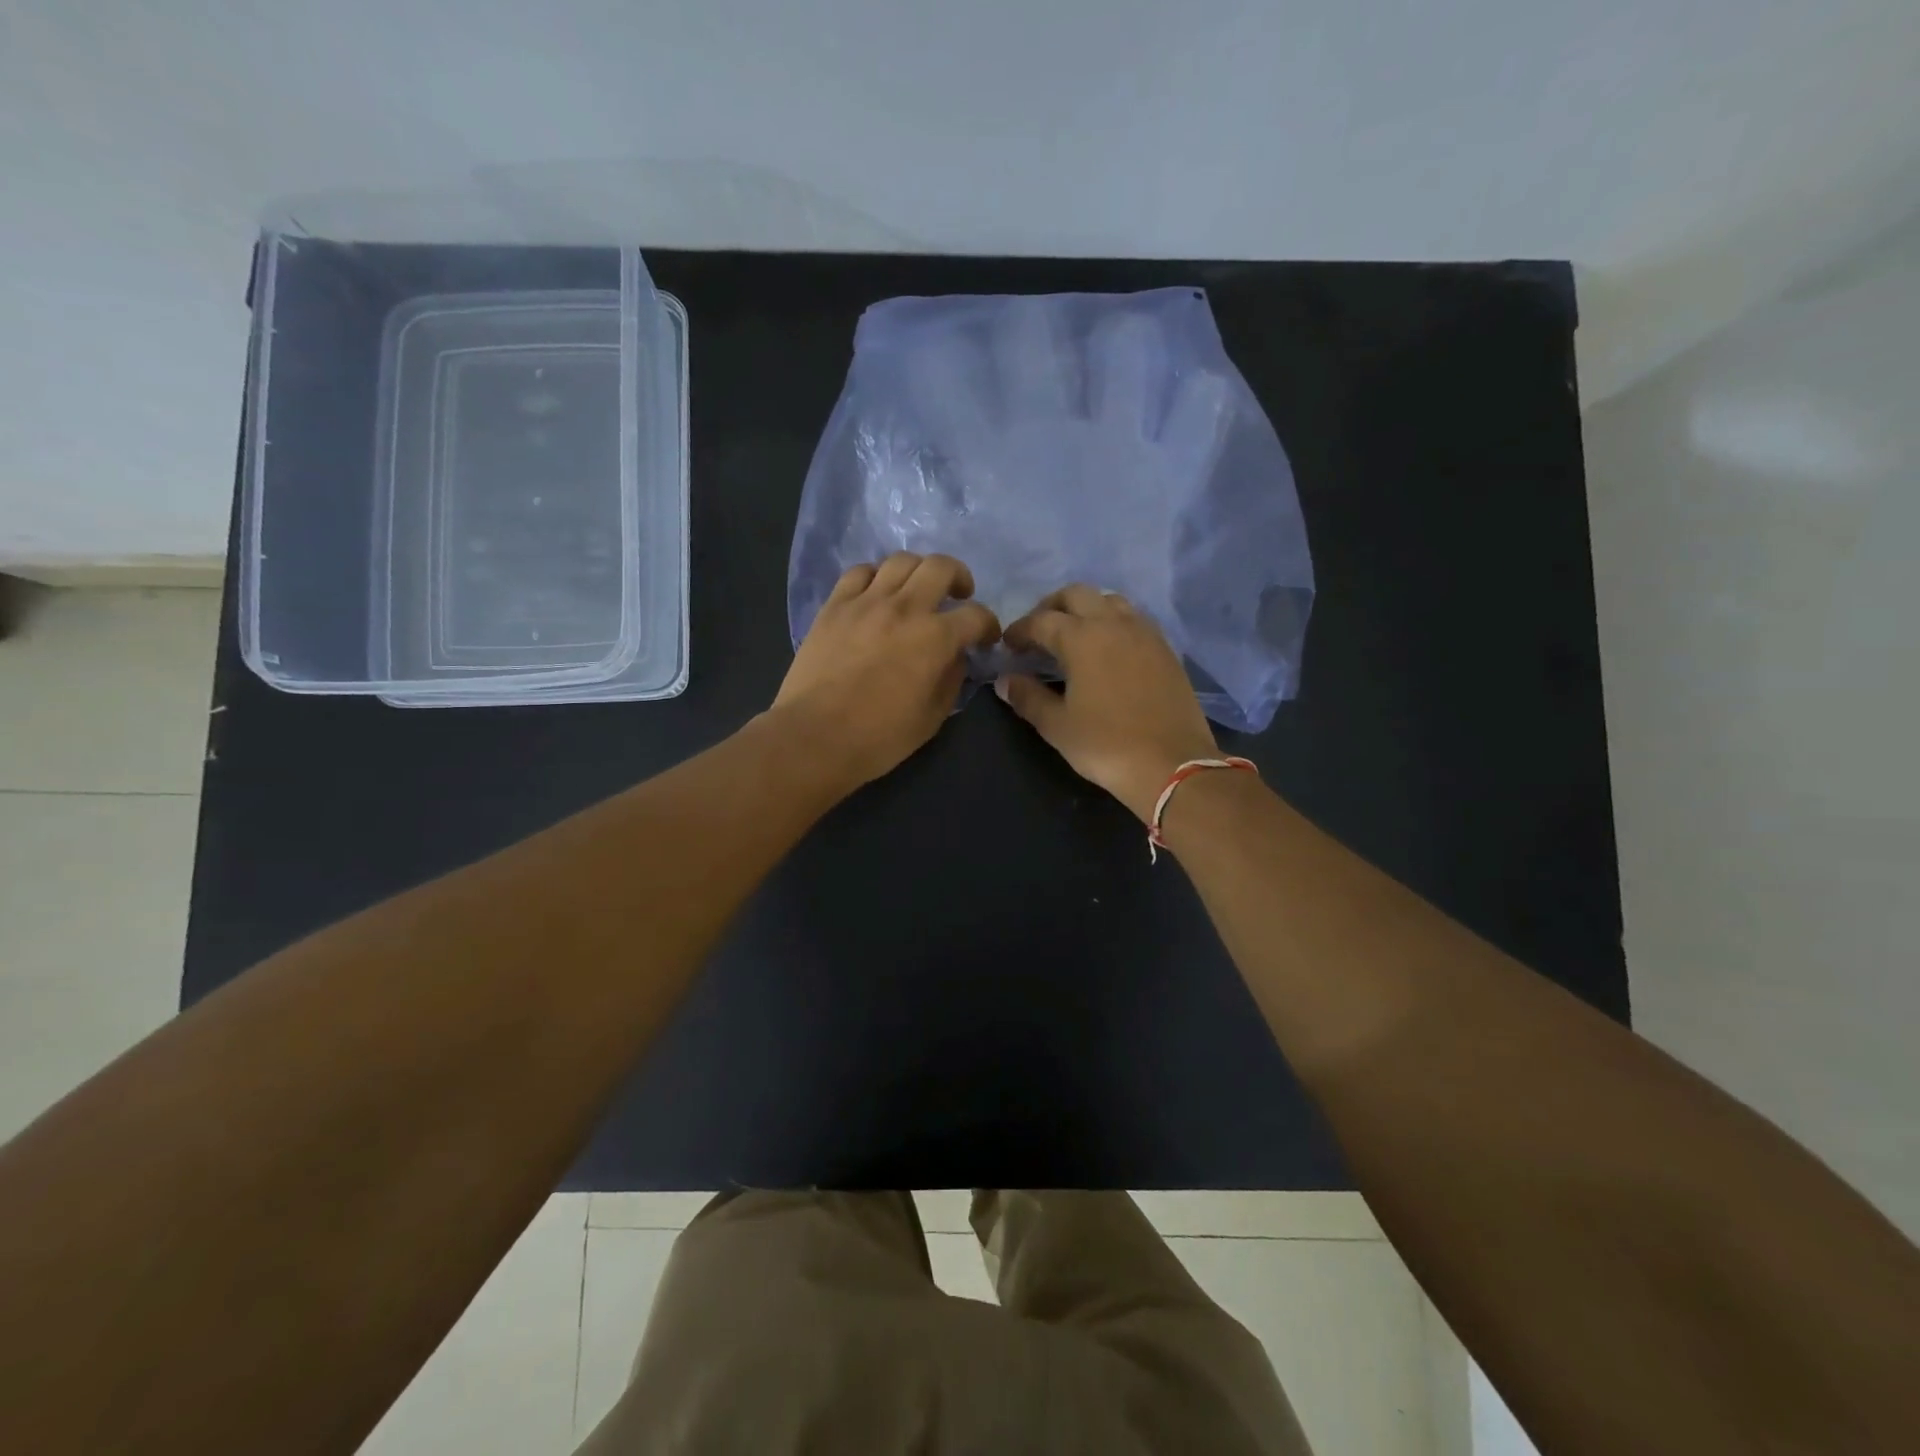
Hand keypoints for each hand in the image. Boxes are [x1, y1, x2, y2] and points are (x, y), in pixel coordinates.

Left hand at [773, 553, 999, 791]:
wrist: (815, 736)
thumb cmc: (879, 737)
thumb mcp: (931, 717)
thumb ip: (951, 680)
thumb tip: (955, 657)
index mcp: (935, 638)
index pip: (976, 615)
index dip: (988, 625)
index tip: (985, 638)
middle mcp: (904, 608)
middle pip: (940, 567)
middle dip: (959, 577)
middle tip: (958, 595)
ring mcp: (865, 602)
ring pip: (900, 561)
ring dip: (918, 571)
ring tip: (917, 590)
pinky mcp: (834, 606)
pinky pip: (859, 572)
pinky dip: (876, 577)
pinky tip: (877, 594)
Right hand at [995, 585, 1218, 821]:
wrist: (1172, 764)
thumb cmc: (1106, 745)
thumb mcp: (1057, 725)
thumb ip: (1028, 697)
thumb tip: (1006, 680)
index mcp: (1081, 638)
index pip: (1041, 621)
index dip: (1019, 630)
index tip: (1008, 646)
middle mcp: (1113, 624)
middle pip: (1076, 595)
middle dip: (1051, 607)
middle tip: (1038, 632)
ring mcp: (1144, 633)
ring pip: (1109, 601)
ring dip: (1086, 609)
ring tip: (1074, 636)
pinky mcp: (1165, 649)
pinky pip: (1133, 619)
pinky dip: (1113, 623)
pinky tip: (1108, 649)